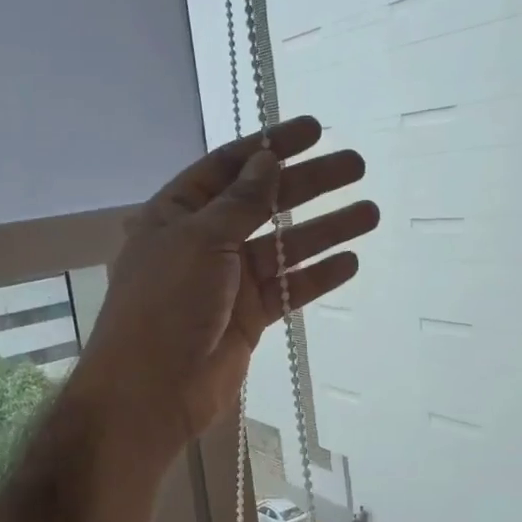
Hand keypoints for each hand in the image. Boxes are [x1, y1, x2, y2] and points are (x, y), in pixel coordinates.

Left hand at [74, 116, 378, 456]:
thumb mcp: (200, 240)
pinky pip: (288, 288)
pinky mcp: (248, 316)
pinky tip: (351, 261)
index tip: (314, 130)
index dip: (271, 145)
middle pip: (264, 202)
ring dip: (324, 228)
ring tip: (369, 212)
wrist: (151, 391)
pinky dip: (317, 275)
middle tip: (355, 165)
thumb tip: (268, 161)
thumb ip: (240, 202)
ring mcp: (228, 280)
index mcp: (178, 213)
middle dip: (309, 183)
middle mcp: (204, 240)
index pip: (229, 166)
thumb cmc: (166, 304)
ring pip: (283, 246)